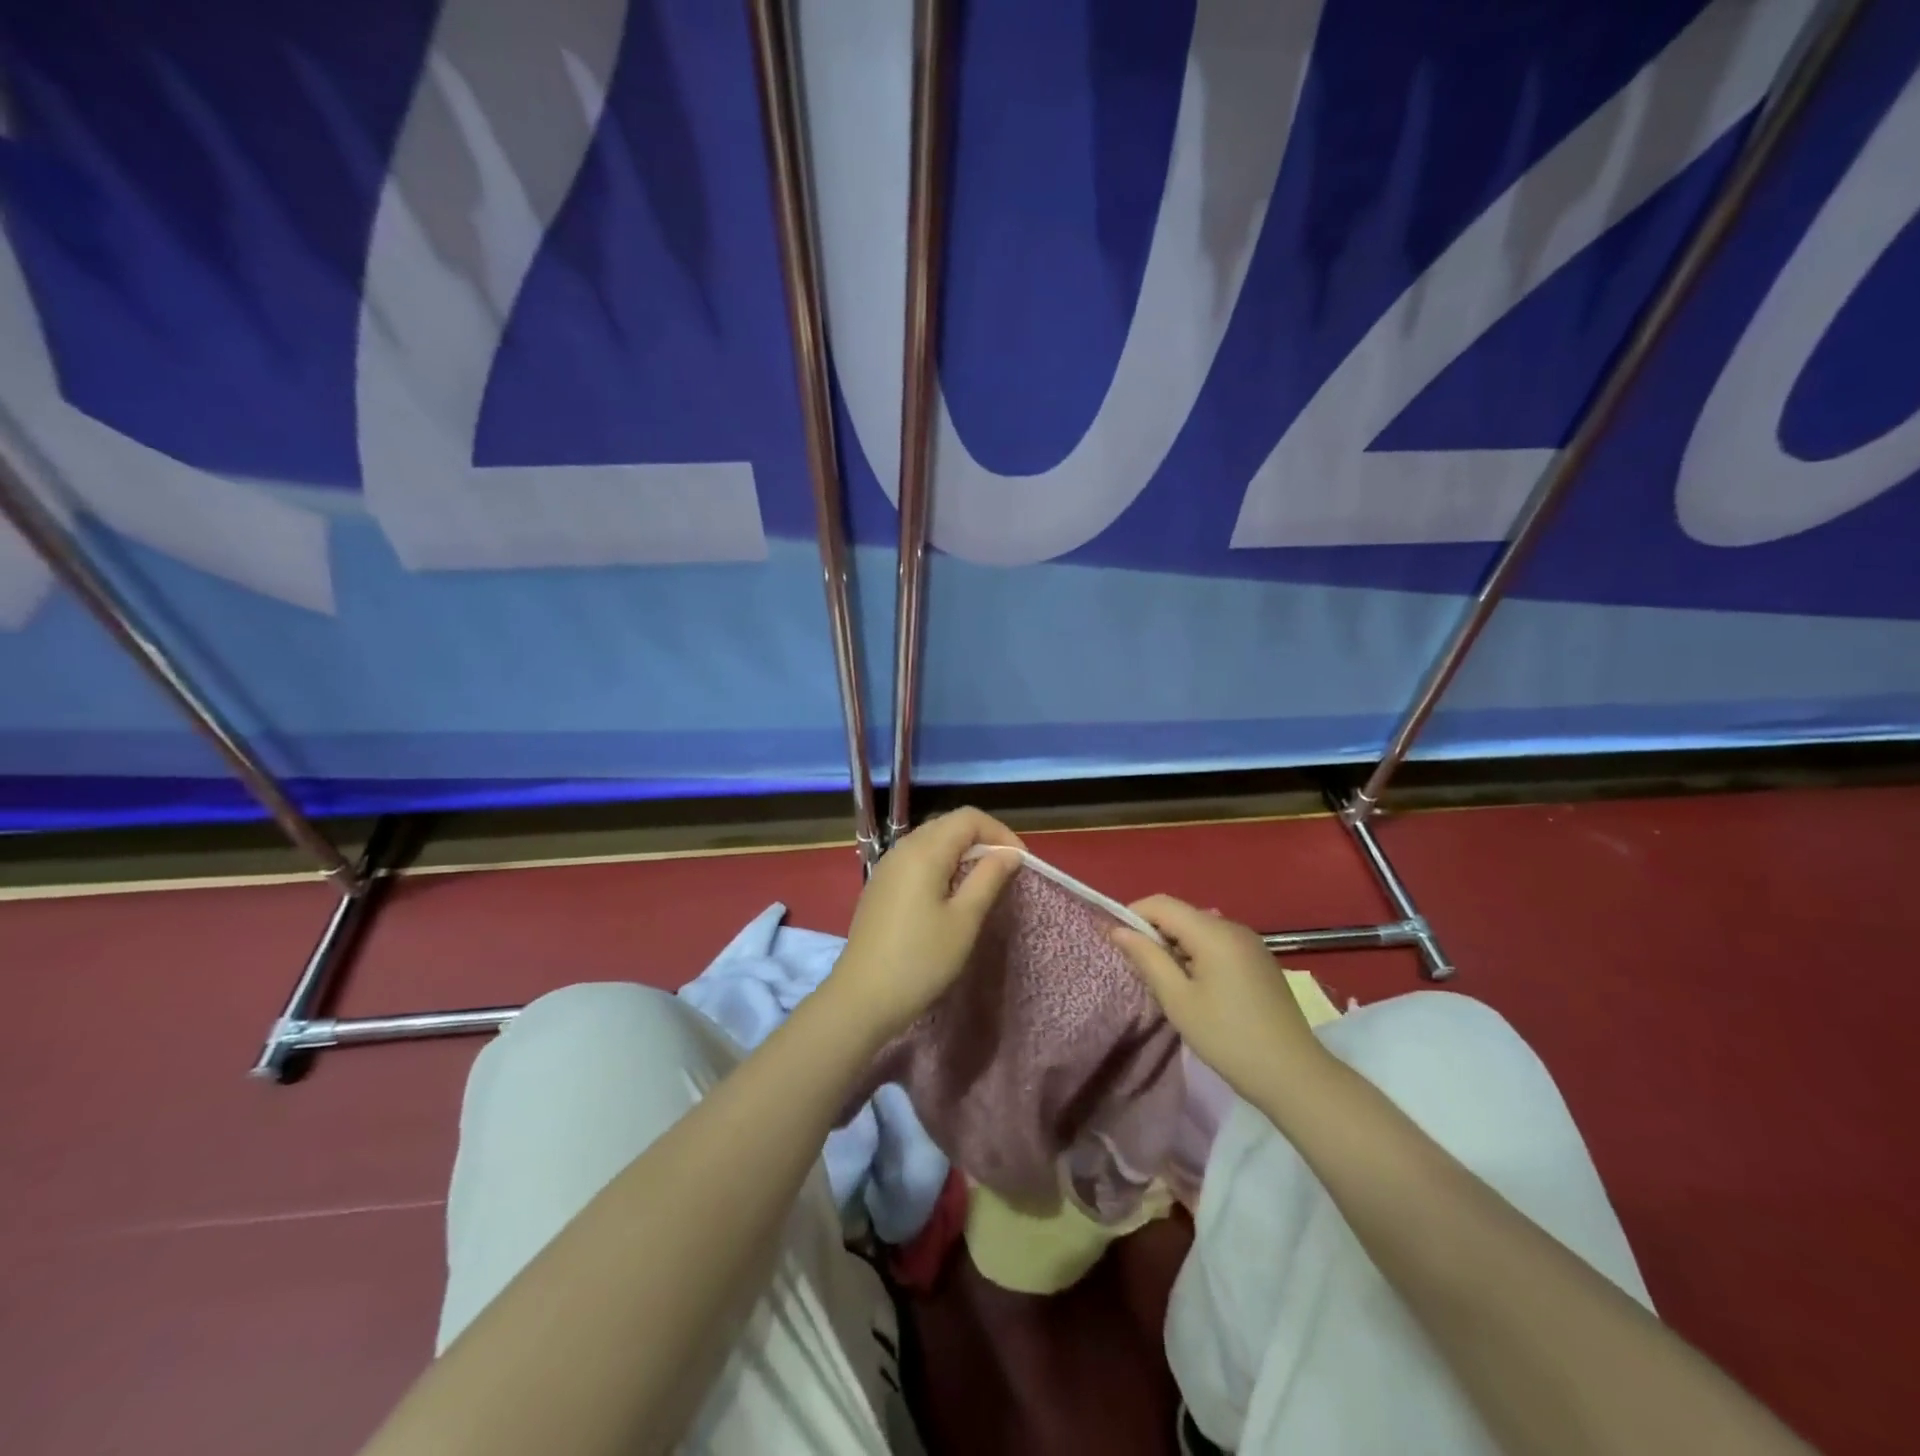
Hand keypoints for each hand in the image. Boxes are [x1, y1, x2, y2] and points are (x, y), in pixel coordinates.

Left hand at [826, 808, 1023, 1043]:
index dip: (999, 832)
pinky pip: (917, 859)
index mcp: (924, 851)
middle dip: (982, 840)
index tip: (1019, 862)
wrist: (862, 997)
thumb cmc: (921, 960)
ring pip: (932, 841)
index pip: (968, 817)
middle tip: (1005, 871)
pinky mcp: (881, 885)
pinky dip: (941, 864)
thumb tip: (1010, 853)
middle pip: (949, 824)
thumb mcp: (964, 920)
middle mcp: (903, 848)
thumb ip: (988, 878)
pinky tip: (950, 895)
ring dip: (962, 852)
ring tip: (982, 883)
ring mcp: (887, 866)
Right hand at [1112, 895, 1331, 1108]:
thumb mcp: (1178, 1000)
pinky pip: (1217, 943)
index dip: (1133, 915)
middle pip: (1181, 914)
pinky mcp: (1259, 960)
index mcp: (1213, 932)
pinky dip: (1197, 954)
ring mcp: (1250, 943)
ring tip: (1166, 981)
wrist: (1294, 1075)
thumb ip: (1147, 958)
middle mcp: (1233, 927)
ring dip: (1175, 945)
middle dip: (1154, 933)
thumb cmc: (1227, 1037)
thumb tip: (1117, 930)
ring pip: (1199, 928)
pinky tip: (1196, 987)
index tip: (1117, 943)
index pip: (1161, 903)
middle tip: (1140, 969)